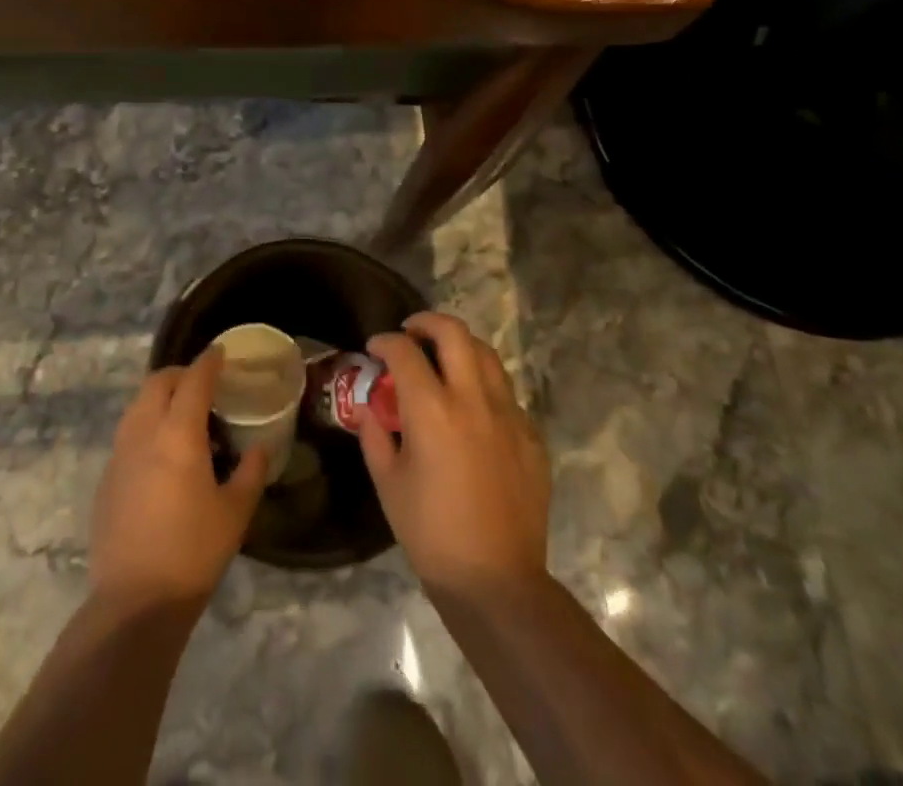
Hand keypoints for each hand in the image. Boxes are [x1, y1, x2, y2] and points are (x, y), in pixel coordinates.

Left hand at [90, 348, 268, 610]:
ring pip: (138, 404)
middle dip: (181, 373)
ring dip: (160, 396)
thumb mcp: (235, 513)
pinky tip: (162, 451)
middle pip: (158, 382)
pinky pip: (128, 431)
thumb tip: (260, 447)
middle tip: (204, 383)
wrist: (134, 602)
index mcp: (178, 434)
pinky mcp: (107, 477)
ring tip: (184, 415)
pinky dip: (147, 423)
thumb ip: (251, 472)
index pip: (194, 380)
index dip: (208, 361)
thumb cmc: (193, 552)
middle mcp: (144, 432)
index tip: (221, 352)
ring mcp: (120, 454)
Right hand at [359, 313, 550, 597]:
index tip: (375, 348)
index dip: (385, 342)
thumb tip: (371, 409)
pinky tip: (473, 408)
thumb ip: (375, 436)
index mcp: (432, 409)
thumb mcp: (388, 483)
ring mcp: (508, 414)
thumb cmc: (431, 533)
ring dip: (460, 347)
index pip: (405, 351)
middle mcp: (472, 399)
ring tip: (443, 359)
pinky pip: (506, 393)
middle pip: (453, 333)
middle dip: (427, 322)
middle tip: (411, 333)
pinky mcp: (531, 435)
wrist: (497, 581)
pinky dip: (484, 385)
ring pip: (486, 354)